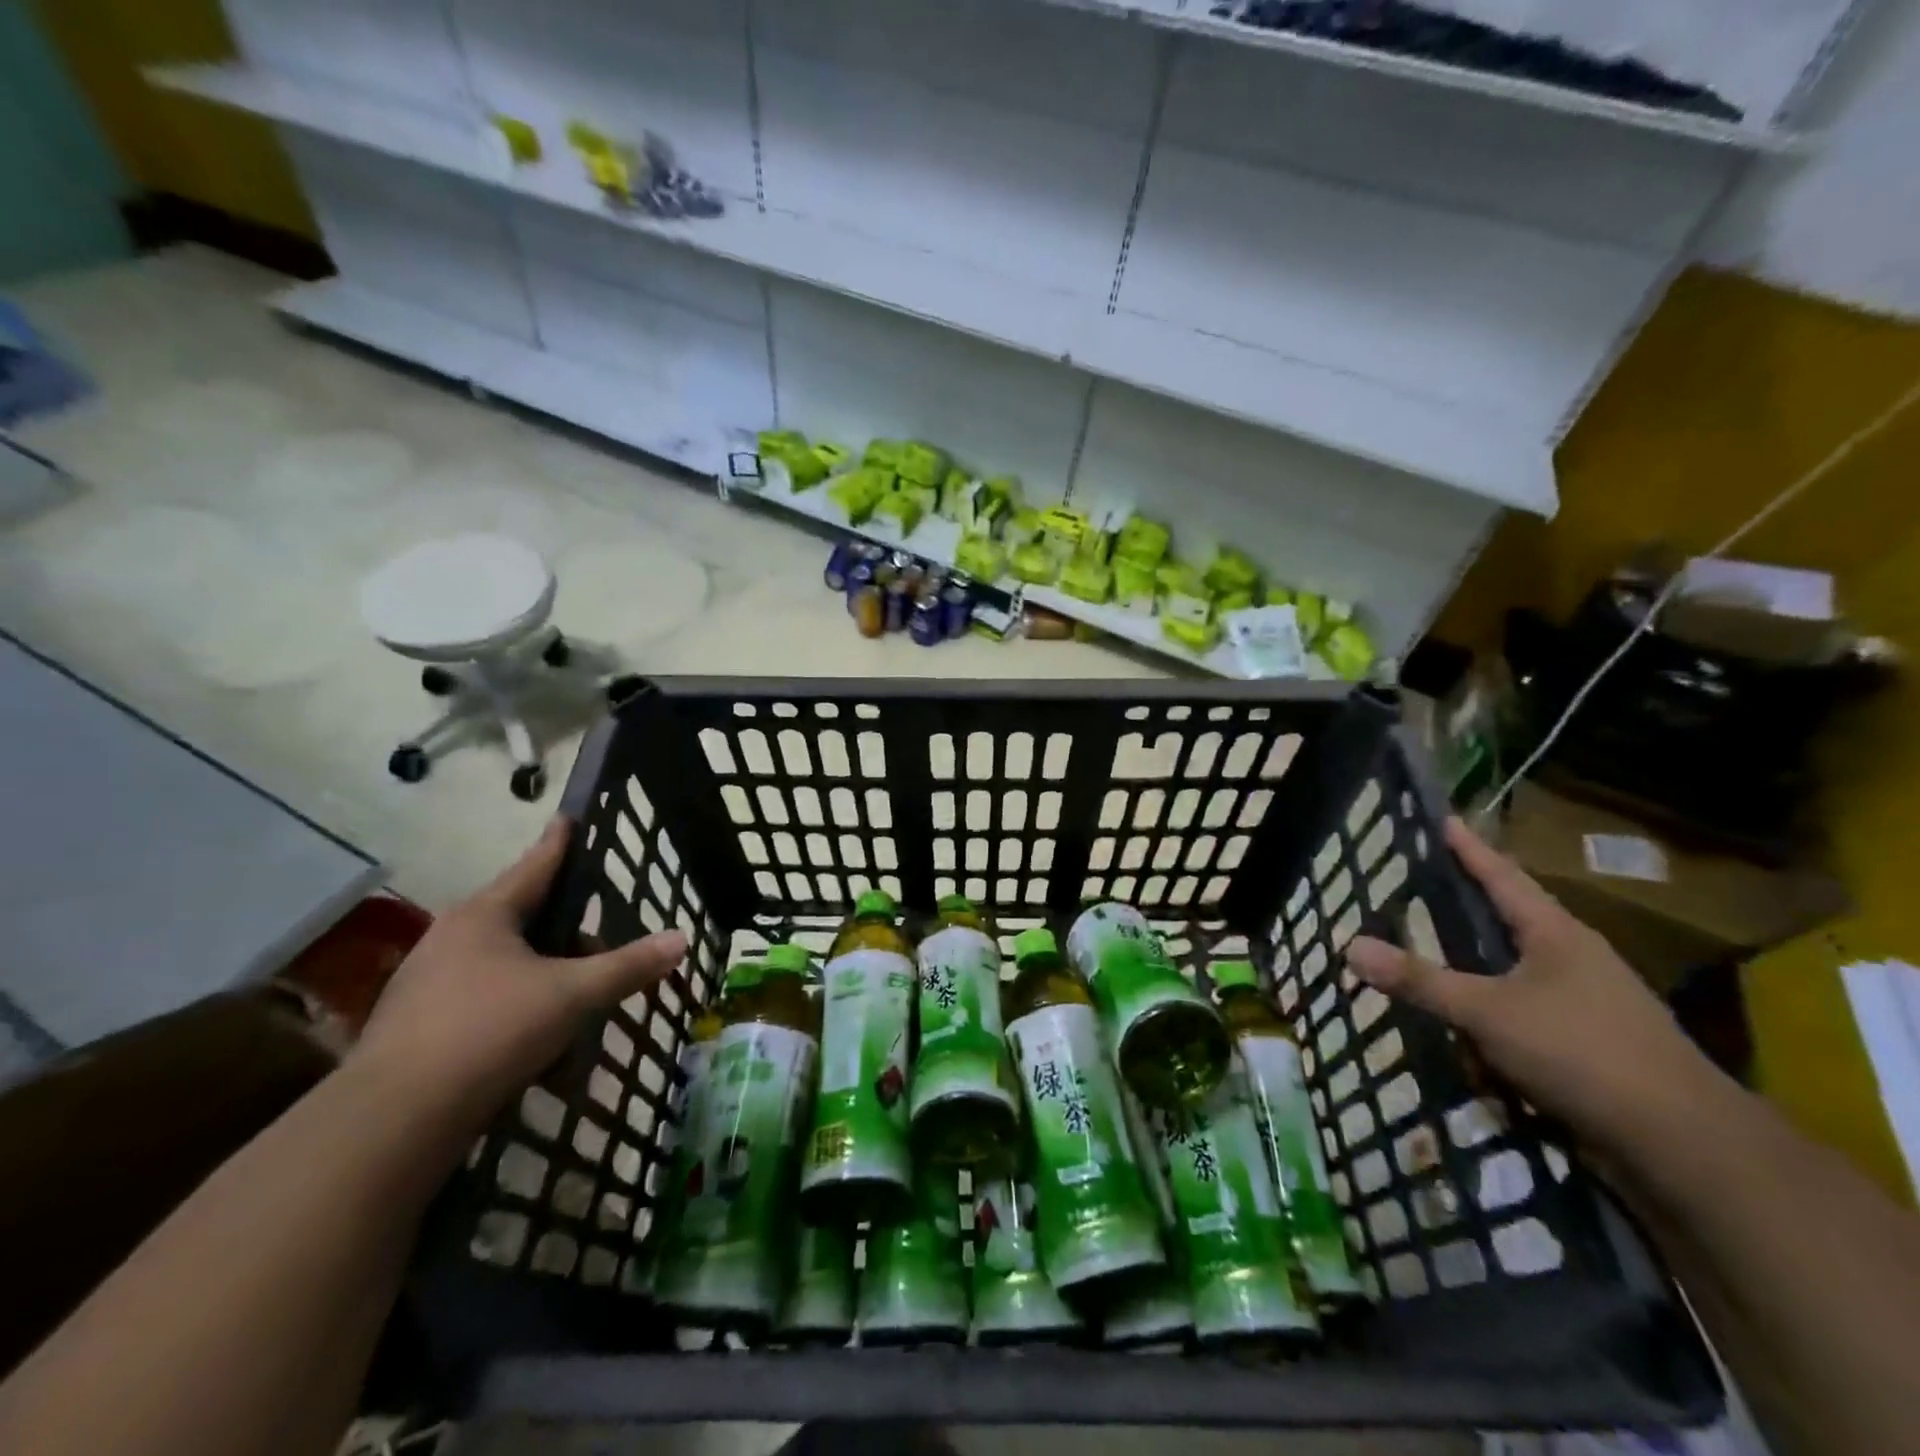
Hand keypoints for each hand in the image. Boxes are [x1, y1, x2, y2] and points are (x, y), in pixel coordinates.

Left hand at [351, 819, 686, 1150]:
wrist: (392, 1122)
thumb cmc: (491, 1032)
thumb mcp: (573, 995)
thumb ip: (627, 966)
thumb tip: (680, 940)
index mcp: (485, 916)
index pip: (536, 865)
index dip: (560, 842)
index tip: (569, 818)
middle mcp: (452, 939)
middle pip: (525, 921)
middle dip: (567, 938)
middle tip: (599, 957)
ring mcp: (428, 984)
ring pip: (507, 967)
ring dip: (546, 984)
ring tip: (574, 1017)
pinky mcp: (418, 1027)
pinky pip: (486, 1004)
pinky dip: (518, 1017)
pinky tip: (539, 1055)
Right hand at [1347, 817, 1713, 1156]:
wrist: (1687, 1145)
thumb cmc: (1584, 1053)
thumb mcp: (1489, 1013)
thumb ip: (1420, 981)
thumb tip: (1350, 945)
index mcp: (1556, 933)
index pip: (1501, 875)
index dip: (1468, 847)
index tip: (1440, 818)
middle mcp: (1575, 956)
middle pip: (1511, 914)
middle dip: (1467, 899)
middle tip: (1418, 880)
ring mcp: (1589, 1000)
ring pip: (1517, 964)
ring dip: (1476, 957)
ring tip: (1431, 945)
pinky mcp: (1590, 1041)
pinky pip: (1524, 1006)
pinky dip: (1490, 1003)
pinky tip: (1465, 1019)